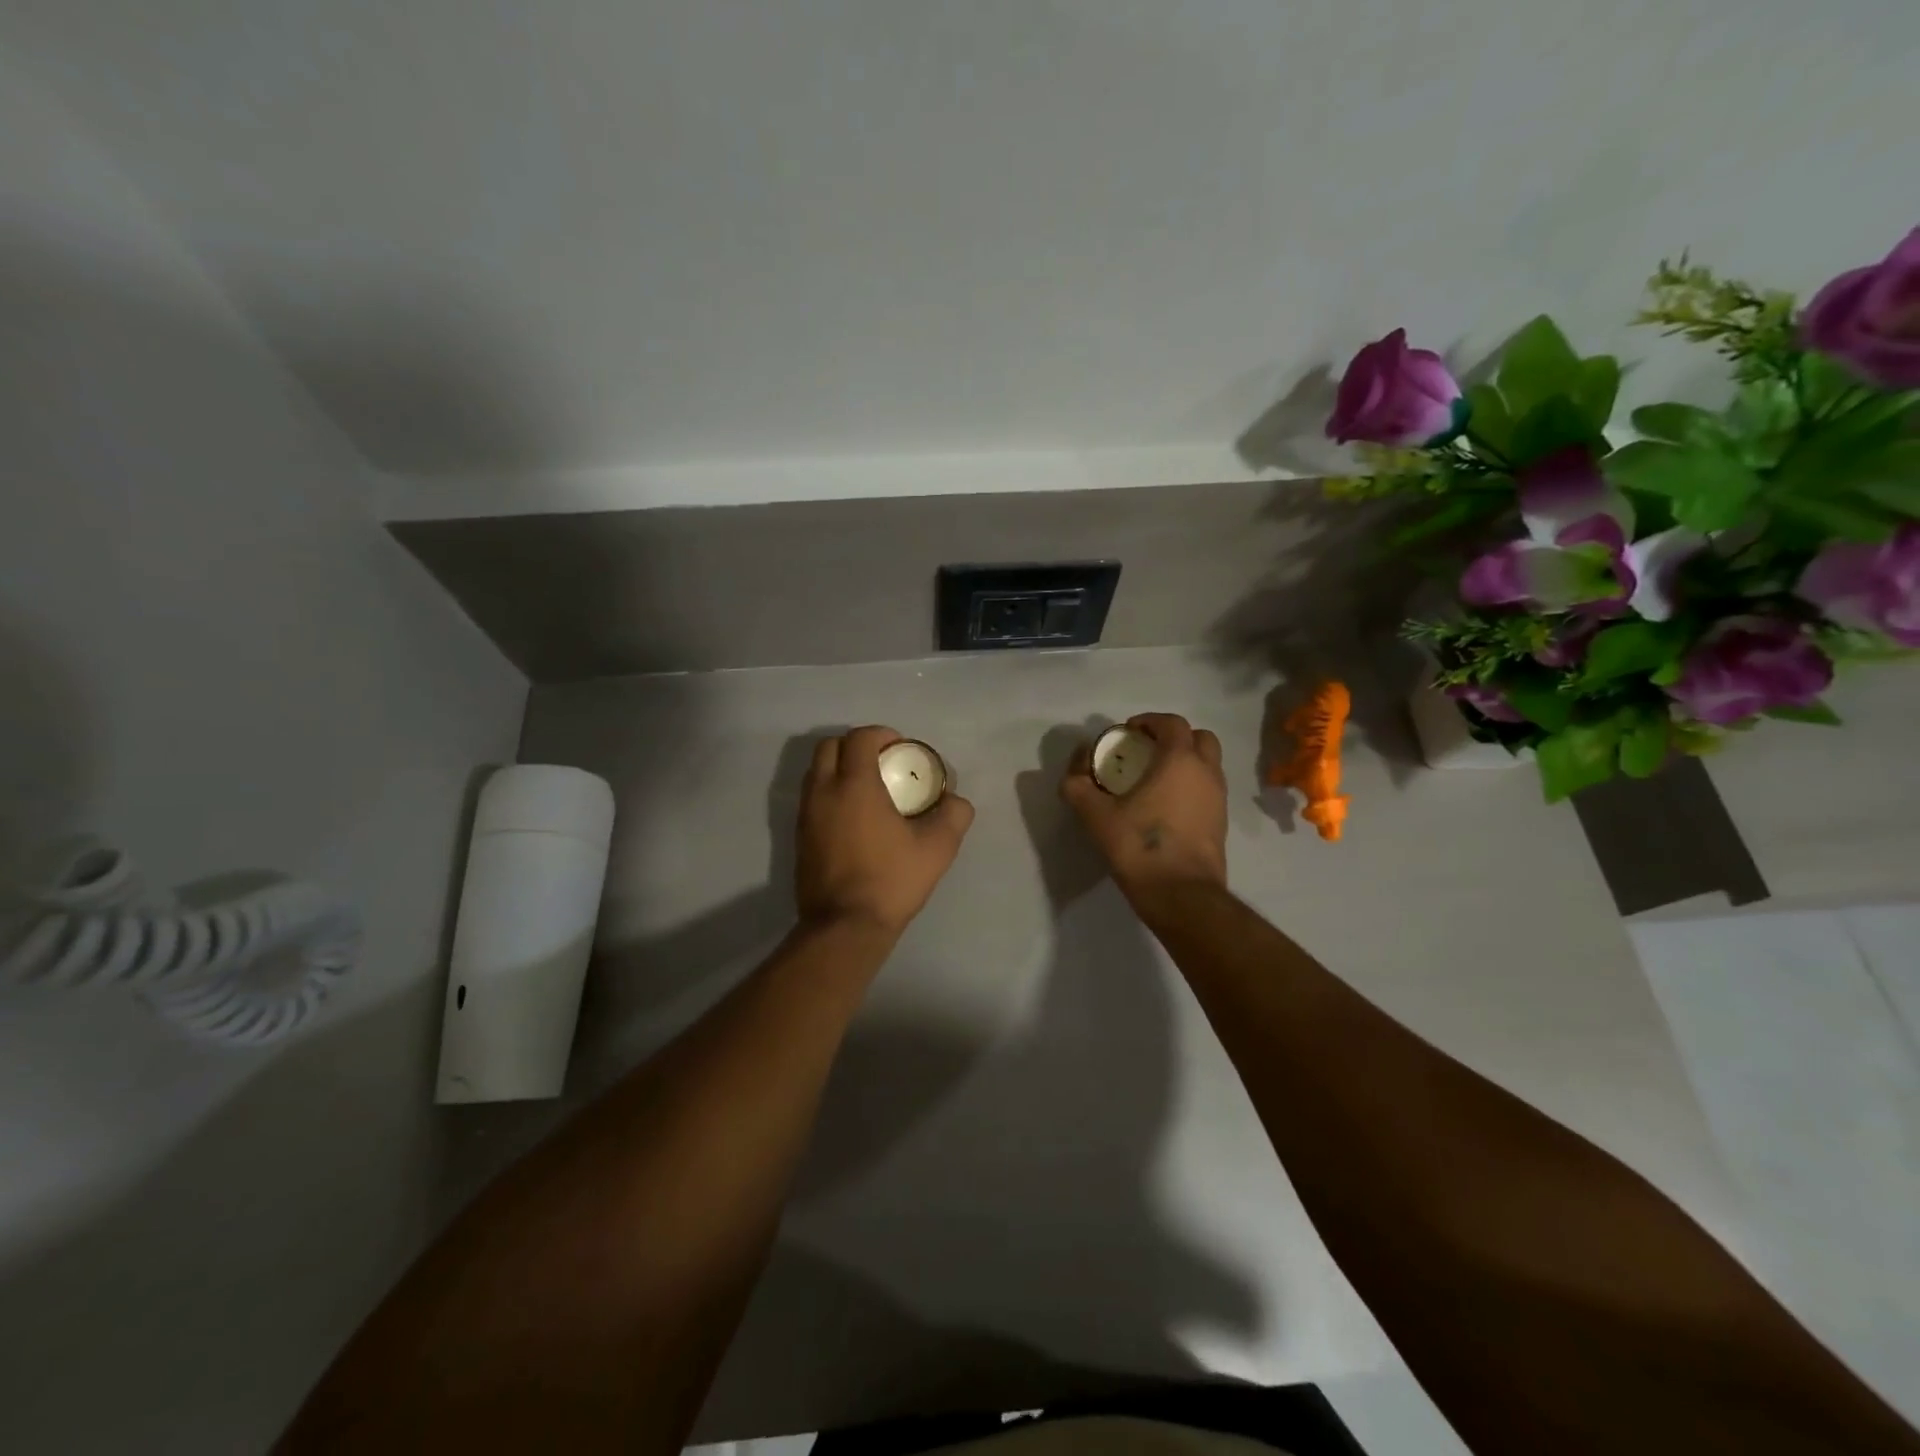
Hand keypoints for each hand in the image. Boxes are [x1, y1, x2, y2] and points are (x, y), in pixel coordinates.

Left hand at [795, 726, 974, 936]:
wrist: (844, 926)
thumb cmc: (891, 880)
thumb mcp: (937, 848)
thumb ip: (953, 815)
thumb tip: (956, 801)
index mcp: (854, 785)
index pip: (860, 738)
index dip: (881, 734)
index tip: (900, 748)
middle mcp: (823, 792)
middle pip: (829, 747)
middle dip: (855, 745)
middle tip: (881, 762)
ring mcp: (806, 815)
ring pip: (816, 772)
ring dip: (839, 768)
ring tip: (867, 788)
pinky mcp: (799, 837)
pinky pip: (812, 798)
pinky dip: (830, 793)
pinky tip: (853, 818)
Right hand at [1061, 713, 1227, 903]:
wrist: (1182, 895)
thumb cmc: (1139, 847)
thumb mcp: (1096, 816)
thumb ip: (1078, 786)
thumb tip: (1074, 770)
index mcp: (1180, 761)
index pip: (1172, 723)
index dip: (1150, 721)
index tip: (1128, 732)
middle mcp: (1206, 773)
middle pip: (1199, 738)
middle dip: (1174, 737)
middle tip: (1147, 751)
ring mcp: (1219, 799)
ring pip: (1208, 765)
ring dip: (1185, 762)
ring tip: (1155, 779)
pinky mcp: (1221, 823)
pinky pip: (1208, 790)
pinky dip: (1191, 786)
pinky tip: (1166, 807)